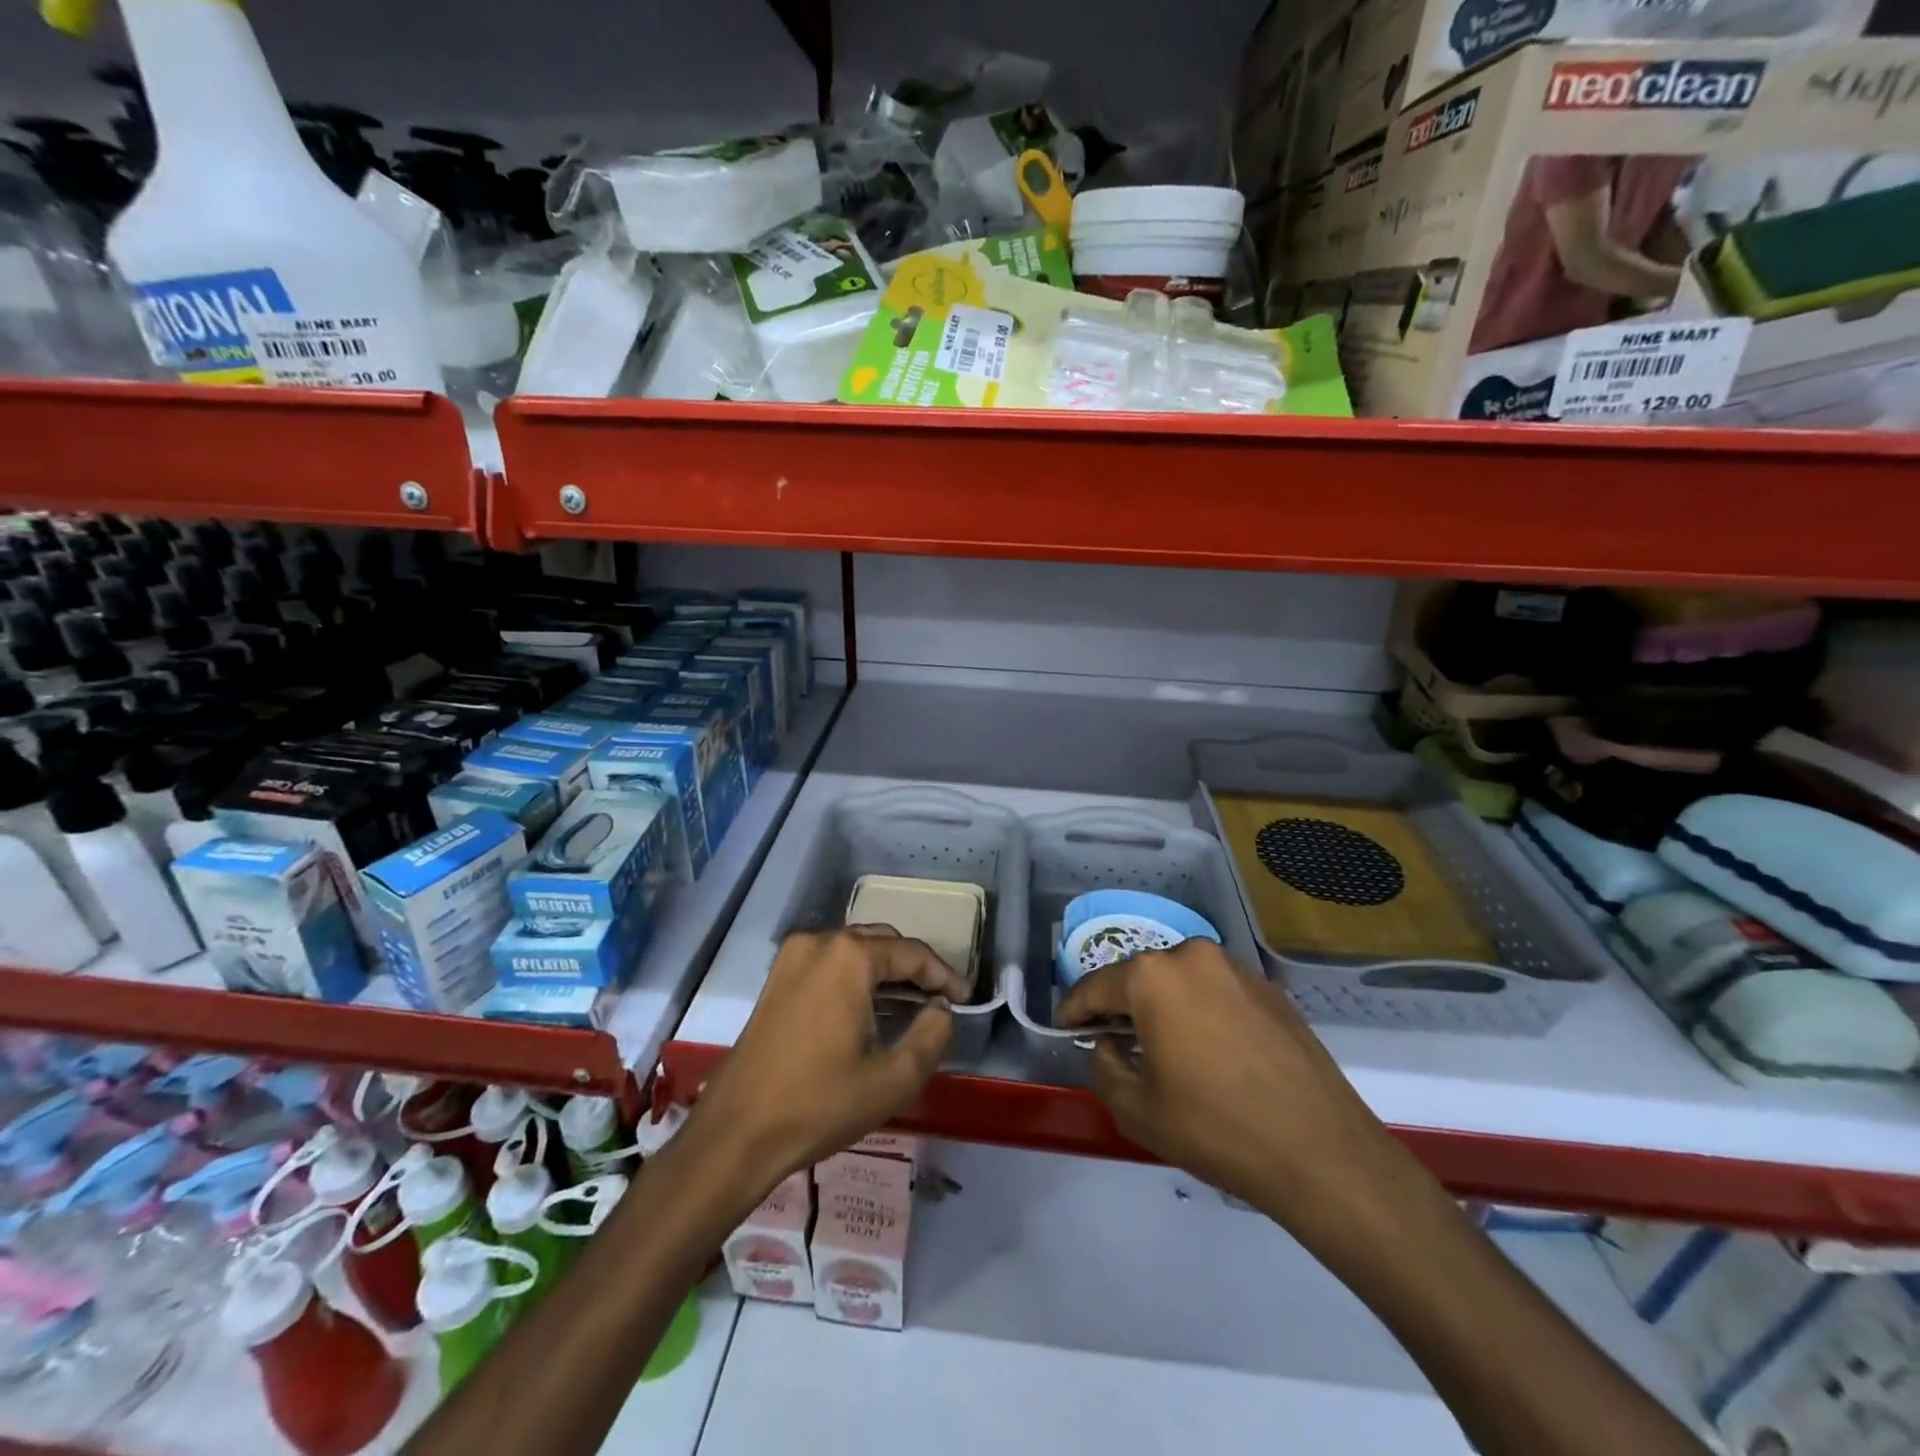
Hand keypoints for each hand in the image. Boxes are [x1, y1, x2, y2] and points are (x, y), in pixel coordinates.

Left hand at [687, 928, 967, 1198]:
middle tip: (941, 1000)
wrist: (736, 1132)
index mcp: (849, 957)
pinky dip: (856, 977)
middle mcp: (819, 942)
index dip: (944, 974)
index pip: (912, 953)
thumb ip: (932, 1035)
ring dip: (886, 971)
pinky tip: (870, 1008)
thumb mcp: (893, 1079)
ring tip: (912, 1004)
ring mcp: (792, 957)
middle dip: (915, 968)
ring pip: (855, 950)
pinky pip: (830, 963)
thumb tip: (941, 1008)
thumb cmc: (819, 1104)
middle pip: (882, 943)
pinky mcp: (777, 978)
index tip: (965, 999)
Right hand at [1057, 940, 1411, 1240]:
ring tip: (1159, 1044)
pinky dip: (1200, 1011)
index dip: (1074, 1008)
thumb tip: (1109, 1045)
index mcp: (1153, 977)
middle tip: (1109, 1037)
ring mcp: (1237, 969)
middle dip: (1120, 1004)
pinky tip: (1207, 1049)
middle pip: (1140, 977)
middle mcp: (1192, 956)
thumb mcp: (1138, 1110)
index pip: (1096, 986)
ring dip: (1163, 1005)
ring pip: (1181, 981)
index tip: (1064, 1026)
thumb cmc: (1217, 1128)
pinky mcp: (1270, 989)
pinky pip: (1217, 991)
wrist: (1322, 1152)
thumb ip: (1104, 1068)